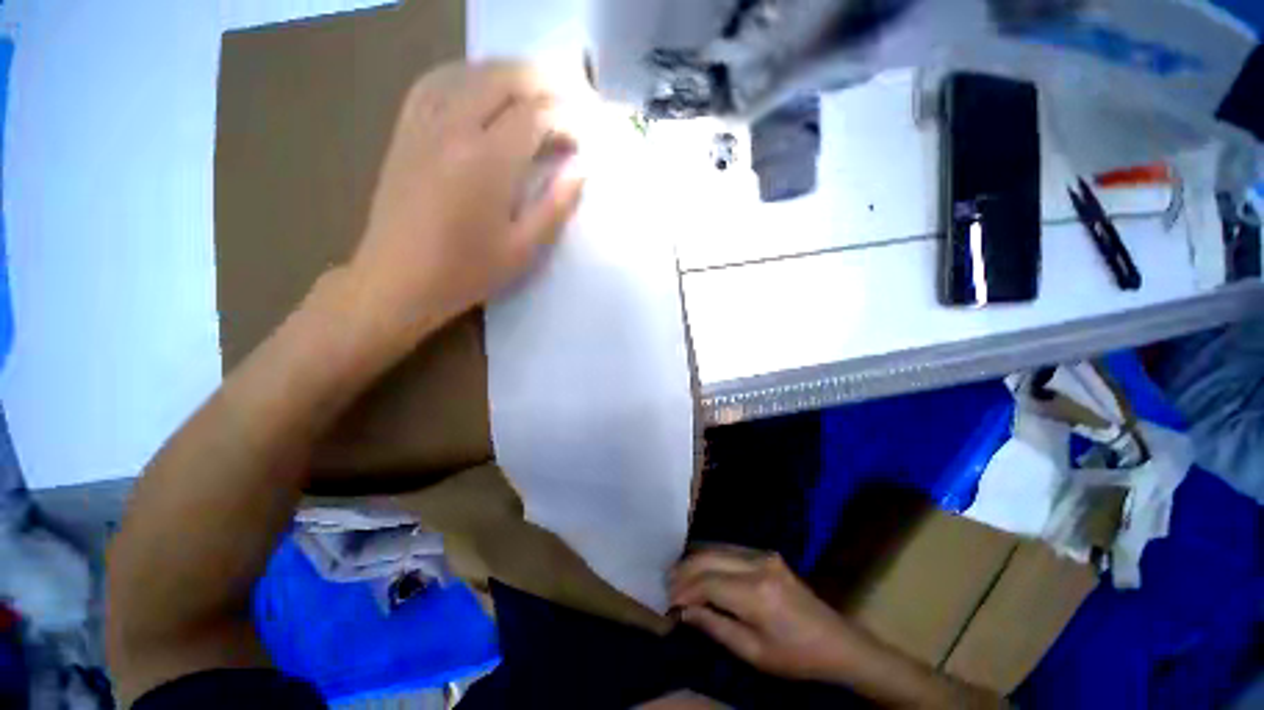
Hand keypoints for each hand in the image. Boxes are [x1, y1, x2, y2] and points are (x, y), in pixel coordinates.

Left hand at [349, 61, 588, 344]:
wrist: (397, 281)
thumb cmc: (466, 272)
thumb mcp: (523, 249)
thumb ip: (556, 206)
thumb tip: (581, 170)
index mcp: (488, 161)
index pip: (536, 115)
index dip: (567, 118)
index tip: (585, 135)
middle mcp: (454, 127)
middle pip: (504, 79)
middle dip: (544, 85)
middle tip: (569, 106)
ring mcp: (423, 123)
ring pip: (470, 72)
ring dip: (508, 75)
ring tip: (534, 93)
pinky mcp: (405, 130)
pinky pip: (434, 82)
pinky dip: (466, 76)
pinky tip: (480, 89)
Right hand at [669, 547, 869, 682]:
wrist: (837, 642)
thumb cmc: (796, 656)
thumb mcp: (754, 653)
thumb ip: (716, 627)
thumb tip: (685, 610)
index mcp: (757, 593)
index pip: (707, 582)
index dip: (684, 589)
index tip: (668, 601)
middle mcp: (758, 564)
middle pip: (709, 557)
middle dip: (684, 570)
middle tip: (667, 584)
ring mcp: (763, 554)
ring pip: (717, 548)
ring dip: (695, 560)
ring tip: (679, 576)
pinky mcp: (767, 553)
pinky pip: (729, 549)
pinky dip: (711, 557)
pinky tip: (701, 567)